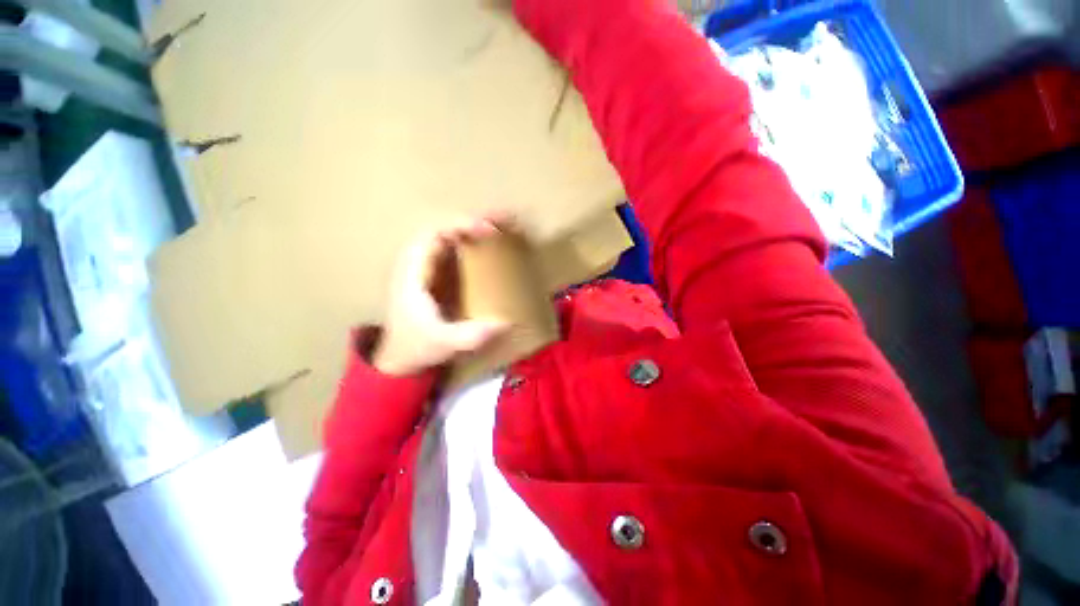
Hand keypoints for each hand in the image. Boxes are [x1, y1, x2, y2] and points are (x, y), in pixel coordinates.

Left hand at [373, 219, 509, 375]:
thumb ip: (470, 335)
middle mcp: (418, 264)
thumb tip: (506, 323)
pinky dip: (472, 243)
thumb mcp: (443, 343)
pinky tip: (489, 247)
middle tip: (504, 222)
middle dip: (474, 222)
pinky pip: (454, 250)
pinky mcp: (436, 276)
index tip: (489, 231)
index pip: (434, 234)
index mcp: (413, 273)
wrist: (400, 358)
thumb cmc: (416, 347)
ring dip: (474, 230)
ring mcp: (427, 269)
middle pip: (444, 229)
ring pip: (449, 237)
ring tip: (502, 228)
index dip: (461, 226)